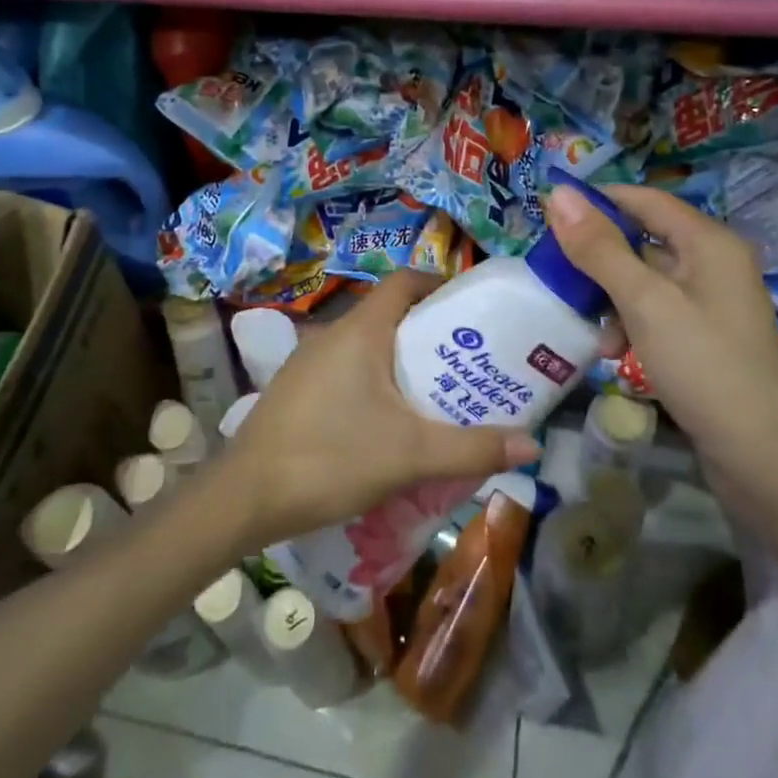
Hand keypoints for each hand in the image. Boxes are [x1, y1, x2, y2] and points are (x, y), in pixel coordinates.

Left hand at [219, 271, 539, 549]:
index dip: (439, 284)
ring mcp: (310, 361)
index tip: (472, 309)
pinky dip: (376, 382)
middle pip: (390, 314)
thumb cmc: (331, 457)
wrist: (246, 496)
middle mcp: (334, 333)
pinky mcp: (298, 389)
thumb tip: (532, 445)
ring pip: (368, 346)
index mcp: (362, 329)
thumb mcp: (410, 454)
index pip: (405, 281)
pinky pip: (348, 370)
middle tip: (468, 361)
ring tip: (438, 393)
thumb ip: (471, 448)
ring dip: (402, 361)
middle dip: (430, 332)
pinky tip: (389, 423)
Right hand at [545, 183, 777, 498]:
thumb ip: (599, 247)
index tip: (549, 215)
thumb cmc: (703, 366)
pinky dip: (631, 323)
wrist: (764, 460)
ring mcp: (712, 304)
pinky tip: (612, 352)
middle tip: (556, 272)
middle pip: (643, 240)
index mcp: (708, 242)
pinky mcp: (706, 339)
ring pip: (646, 280)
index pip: (643, 199)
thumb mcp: (644, 302)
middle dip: (598, 256)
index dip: (597, 201)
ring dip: (611, 296)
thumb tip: (558, 192)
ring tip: (585, 323)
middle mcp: (714, 264)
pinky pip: (657, 313)